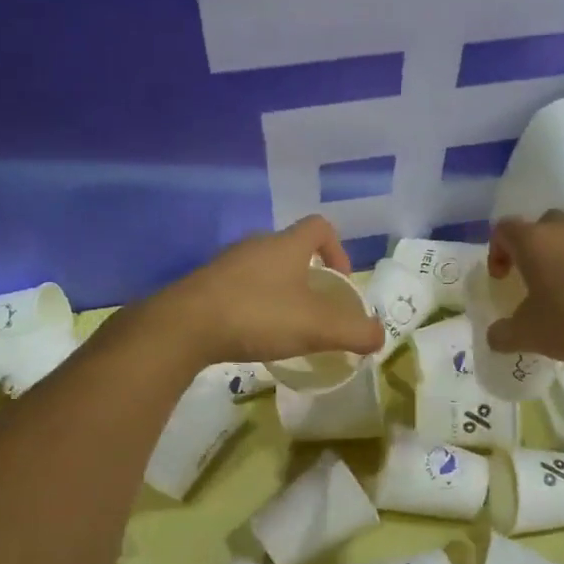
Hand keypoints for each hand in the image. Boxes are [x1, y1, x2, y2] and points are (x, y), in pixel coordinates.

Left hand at [155, 216, 387, 366]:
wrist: (184, 327)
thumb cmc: (258, 316)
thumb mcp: (316, 327)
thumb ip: (354, 331)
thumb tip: (379, 336)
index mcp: (286, 245)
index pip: (320, 227)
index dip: (338, 250)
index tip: (340, 283)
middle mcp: (256, 245)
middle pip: (291, 249)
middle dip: (309, 277)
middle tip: (316, 310)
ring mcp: (226, 264)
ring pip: (264, 270)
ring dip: (280, 292)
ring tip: (286, 325)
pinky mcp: (204, 286)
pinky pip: (239, 288)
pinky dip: (253, 306)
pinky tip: (253, 334)